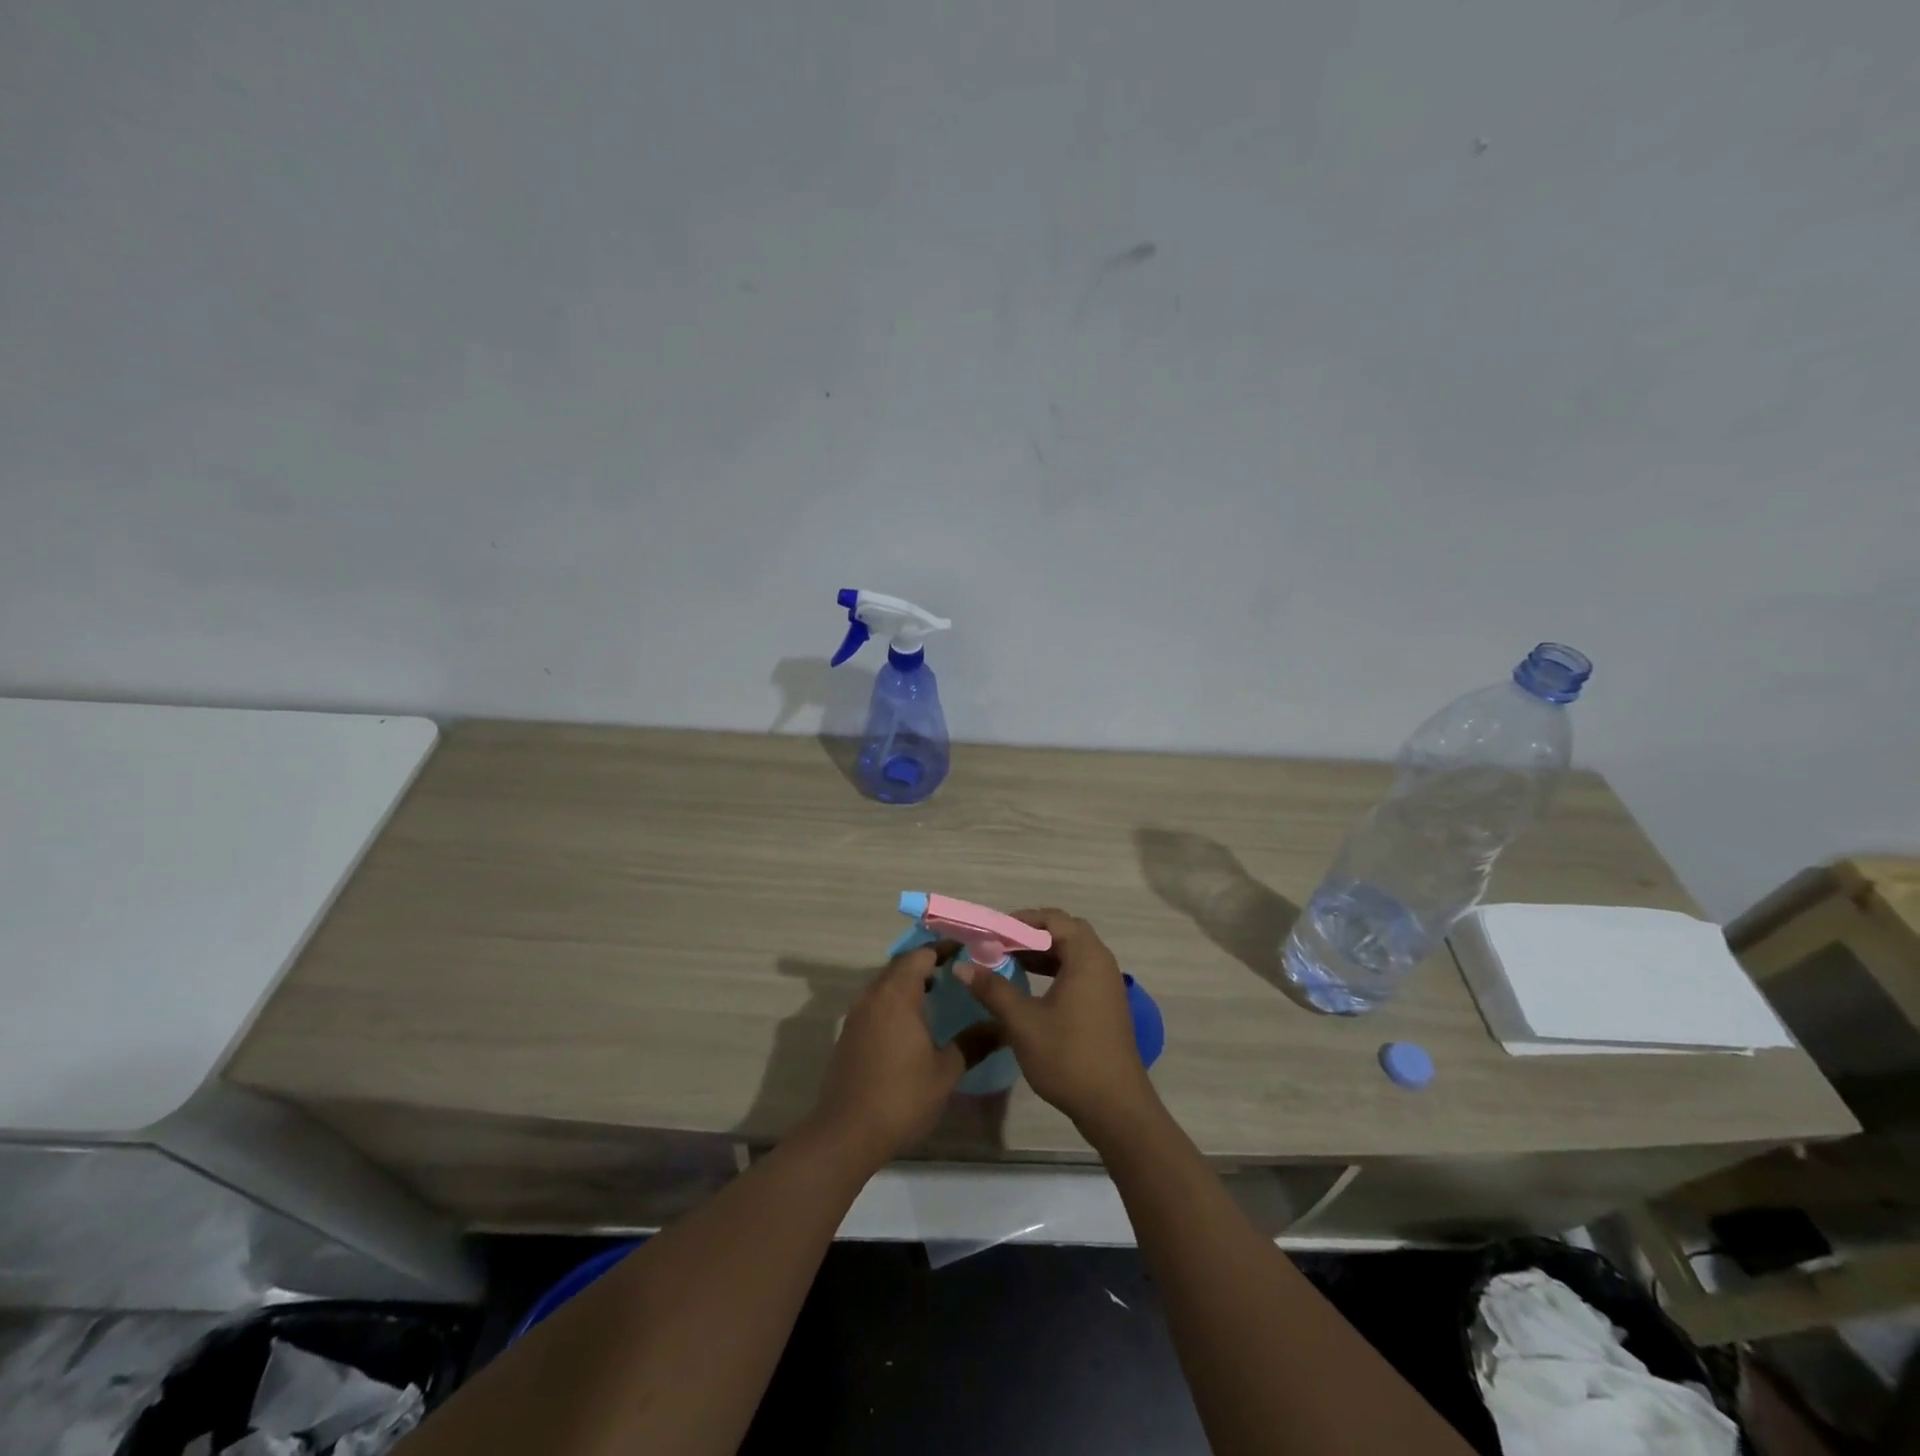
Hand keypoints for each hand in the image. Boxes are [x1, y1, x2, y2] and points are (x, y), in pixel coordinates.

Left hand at [810, 946, 964, 1165]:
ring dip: (911, 981)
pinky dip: (897, 1000)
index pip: (921, 954)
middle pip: (902, 964)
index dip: (945, 949)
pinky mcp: (850, 1033)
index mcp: (897, 994)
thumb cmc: (901, 1096)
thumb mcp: (946, 1071)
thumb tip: (1002, 1027)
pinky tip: (915, 1022)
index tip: (969, 951)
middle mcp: (874, 994)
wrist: (847, 1133)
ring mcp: (858, 1013)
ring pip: (887, 983)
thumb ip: (973, 1043)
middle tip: (959, 971)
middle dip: (929, 963)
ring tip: (941, 993)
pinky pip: (877, 1001)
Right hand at [955, 908, 1159, 1137]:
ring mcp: (1107, 984)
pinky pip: (1078, 971)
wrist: (1115, 1107)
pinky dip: (1054, 970)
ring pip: (1072, 952)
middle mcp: (1101, 962)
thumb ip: (992, 989)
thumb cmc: (1069, 1057)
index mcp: (1086, 957)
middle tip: (999, 946)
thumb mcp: (1023, 1022)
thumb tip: (961, 966)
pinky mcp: (1106, 1004)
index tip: (991, 934)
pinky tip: (1031, 988)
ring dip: (1042, 953)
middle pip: (1064, 931)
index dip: (1020, 921)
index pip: (1052, 919)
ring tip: (1009, 963)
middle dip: (1030, 934)